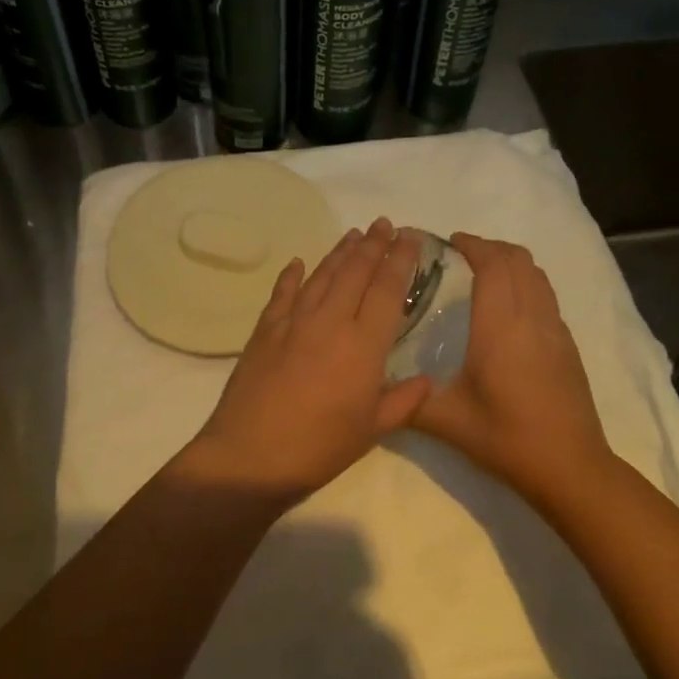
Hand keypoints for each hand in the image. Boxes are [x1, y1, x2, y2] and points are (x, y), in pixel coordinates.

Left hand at [191, 219, 431, 503]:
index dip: (400, 260)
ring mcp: (294, 322)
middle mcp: (331, 322)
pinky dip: (292, 275)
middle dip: (373, 245)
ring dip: (339, 252)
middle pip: (355, 272)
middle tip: (384, 223)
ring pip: (322, 276)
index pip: (388, 290)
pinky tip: (298, 262)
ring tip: (354, 234)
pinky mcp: (265, 330)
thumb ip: (403, 401)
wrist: (251, 455)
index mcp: (364, 345)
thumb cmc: (319, 447)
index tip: (409, 237)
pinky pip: (282, 293)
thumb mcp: (372, 430)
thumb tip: (427, 380)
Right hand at [411, 233, 615, 503]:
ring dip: (510, 262)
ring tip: (483, 273)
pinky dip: (525, 283)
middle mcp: (531, 318)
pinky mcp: (567, 344)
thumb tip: (372, 387)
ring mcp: (555, 329)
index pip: (493, 264)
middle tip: (460, 256)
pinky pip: (546, 295)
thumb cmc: (505, 437)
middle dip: (489, 247)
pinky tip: (506, 309)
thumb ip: (407, 400)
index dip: (472, 245)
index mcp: (500, 327)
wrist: (569, 466)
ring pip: (537, 274)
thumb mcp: (446, 421)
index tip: (448, 242)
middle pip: (518, 259)